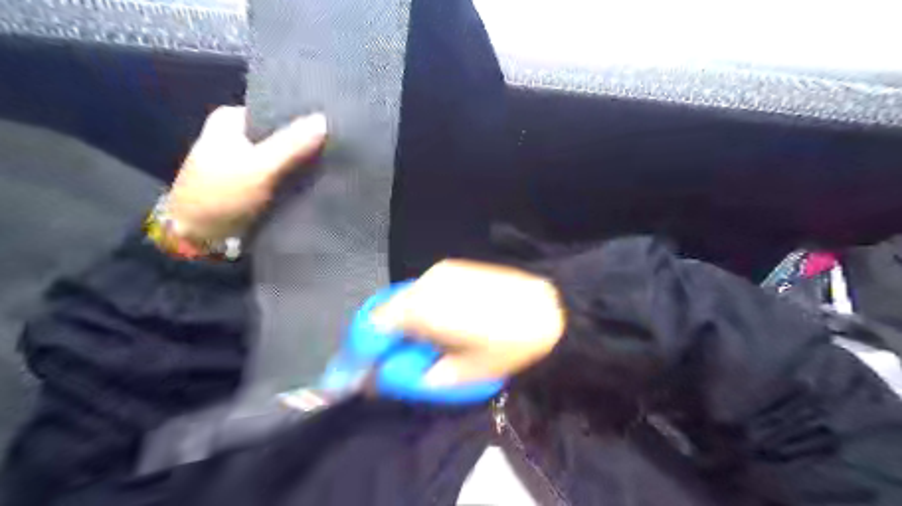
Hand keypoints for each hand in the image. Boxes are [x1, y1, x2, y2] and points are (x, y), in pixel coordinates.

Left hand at [166, 106, 327, 242]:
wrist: (198, 240)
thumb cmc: (221, 196)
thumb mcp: (259, 166)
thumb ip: (291, 143)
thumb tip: (324, 119)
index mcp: (230, 120)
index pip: (276, 111)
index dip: (303, 119)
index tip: (331, 128)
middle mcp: (237, 136)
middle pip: (281, 134)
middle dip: (305, 142)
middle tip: (337, 148)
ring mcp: (245, 162)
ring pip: (283, 156)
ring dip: (303, 162)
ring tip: (334, 164)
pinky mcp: (253, 184)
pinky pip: (282, 175)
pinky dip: (296, 178)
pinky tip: (318, 181)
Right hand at [371, 261, 564, 386]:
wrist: (552, 308)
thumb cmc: (509, 344)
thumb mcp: (463, 372)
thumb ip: (418, 375)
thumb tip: (388, 377)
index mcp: (422, 309)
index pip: (371, 330)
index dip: (356, 355)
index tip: (351, 377)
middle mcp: (424, 285)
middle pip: (383, 313)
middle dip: (376, 341)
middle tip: (384, 365)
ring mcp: (439, 272)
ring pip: (402, 301)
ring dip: (397, 325)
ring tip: (412, 348)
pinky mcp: (453, 268)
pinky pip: (421, 292)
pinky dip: (415, 311)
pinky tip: (432, 326)